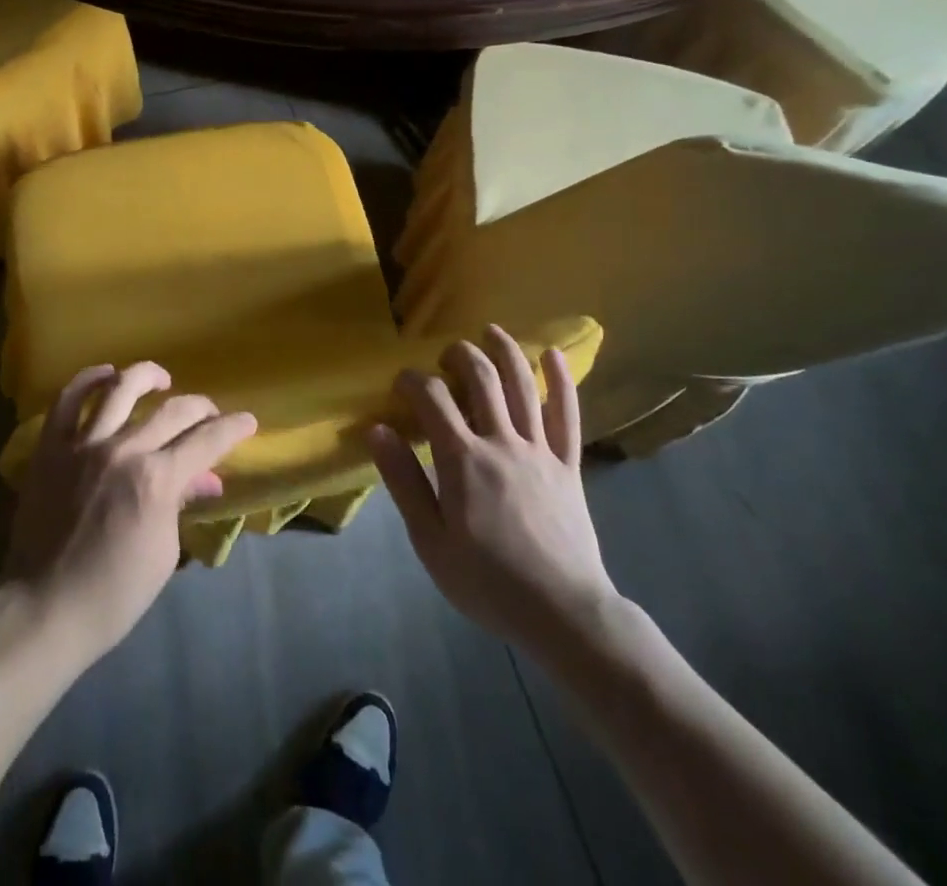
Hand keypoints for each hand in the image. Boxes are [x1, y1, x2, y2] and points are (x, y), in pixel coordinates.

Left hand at [4, 362, 257, 666]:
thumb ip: (181, 503)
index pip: (206, 441)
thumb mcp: (162, 552)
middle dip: (201, 407)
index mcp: (156, 480)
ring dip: (147, 377)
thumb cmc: (113, 594)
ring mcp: (83, 444)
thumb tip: (204, 478)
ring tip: (161, 379)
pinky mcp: (51, 448)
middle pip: (172, 411)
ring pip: (120, 389)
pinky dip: (88, 380)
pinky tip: (105, 374)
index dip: (232, 428)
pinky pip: (68, 401)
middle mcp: (123, 450)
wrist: (45, 607)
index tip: (247, 421)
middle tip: (210, 414)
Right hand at [369, 326, 619, 653]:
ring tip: (491, 331)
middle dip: (458, 355)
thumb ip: (403, 480)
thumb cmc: (487, 581)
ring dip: (505, 351)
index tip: (400, 383)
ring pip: (522, 385)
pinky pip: (569, 414)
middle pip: (480, 378)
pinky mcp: (569, 464)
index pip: (432, 398)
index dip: (412, 380)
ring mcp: (540, 450)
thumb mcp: (430, 540)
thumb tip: (377, 430)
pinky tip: (554, 354)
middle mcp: (501, 442)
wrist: (564, 615)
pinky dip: (562, 380)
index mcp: (463, 459)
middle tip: (444, 355)